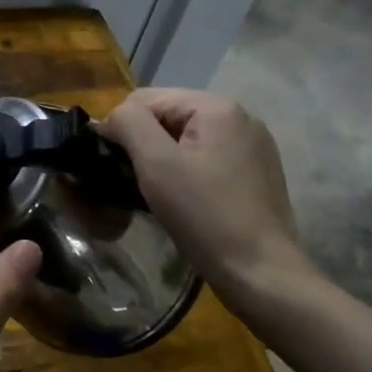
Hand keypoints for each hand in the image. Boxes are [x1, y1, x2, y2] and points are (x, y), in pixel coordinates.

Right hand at [99, 88, 309, 294]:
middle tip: (134, 180)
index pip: (145, 99)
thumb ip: (129, 124)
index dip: (121, 128)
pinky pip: (206, 156)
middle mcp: (240, 116)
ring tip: (156, 191)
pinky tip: (184, 197)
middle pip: (167, 115)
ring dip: (163, 158)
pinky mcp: (256, 171)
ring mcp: (252, 144)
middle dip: (144, 143)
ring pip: (185, 137)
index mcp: (217, 106)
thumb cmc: (204, 215)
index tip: (113, 165)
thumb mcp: (156, 163)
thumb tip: (111, 117)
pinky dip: (185, 170)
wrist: (260, 273)